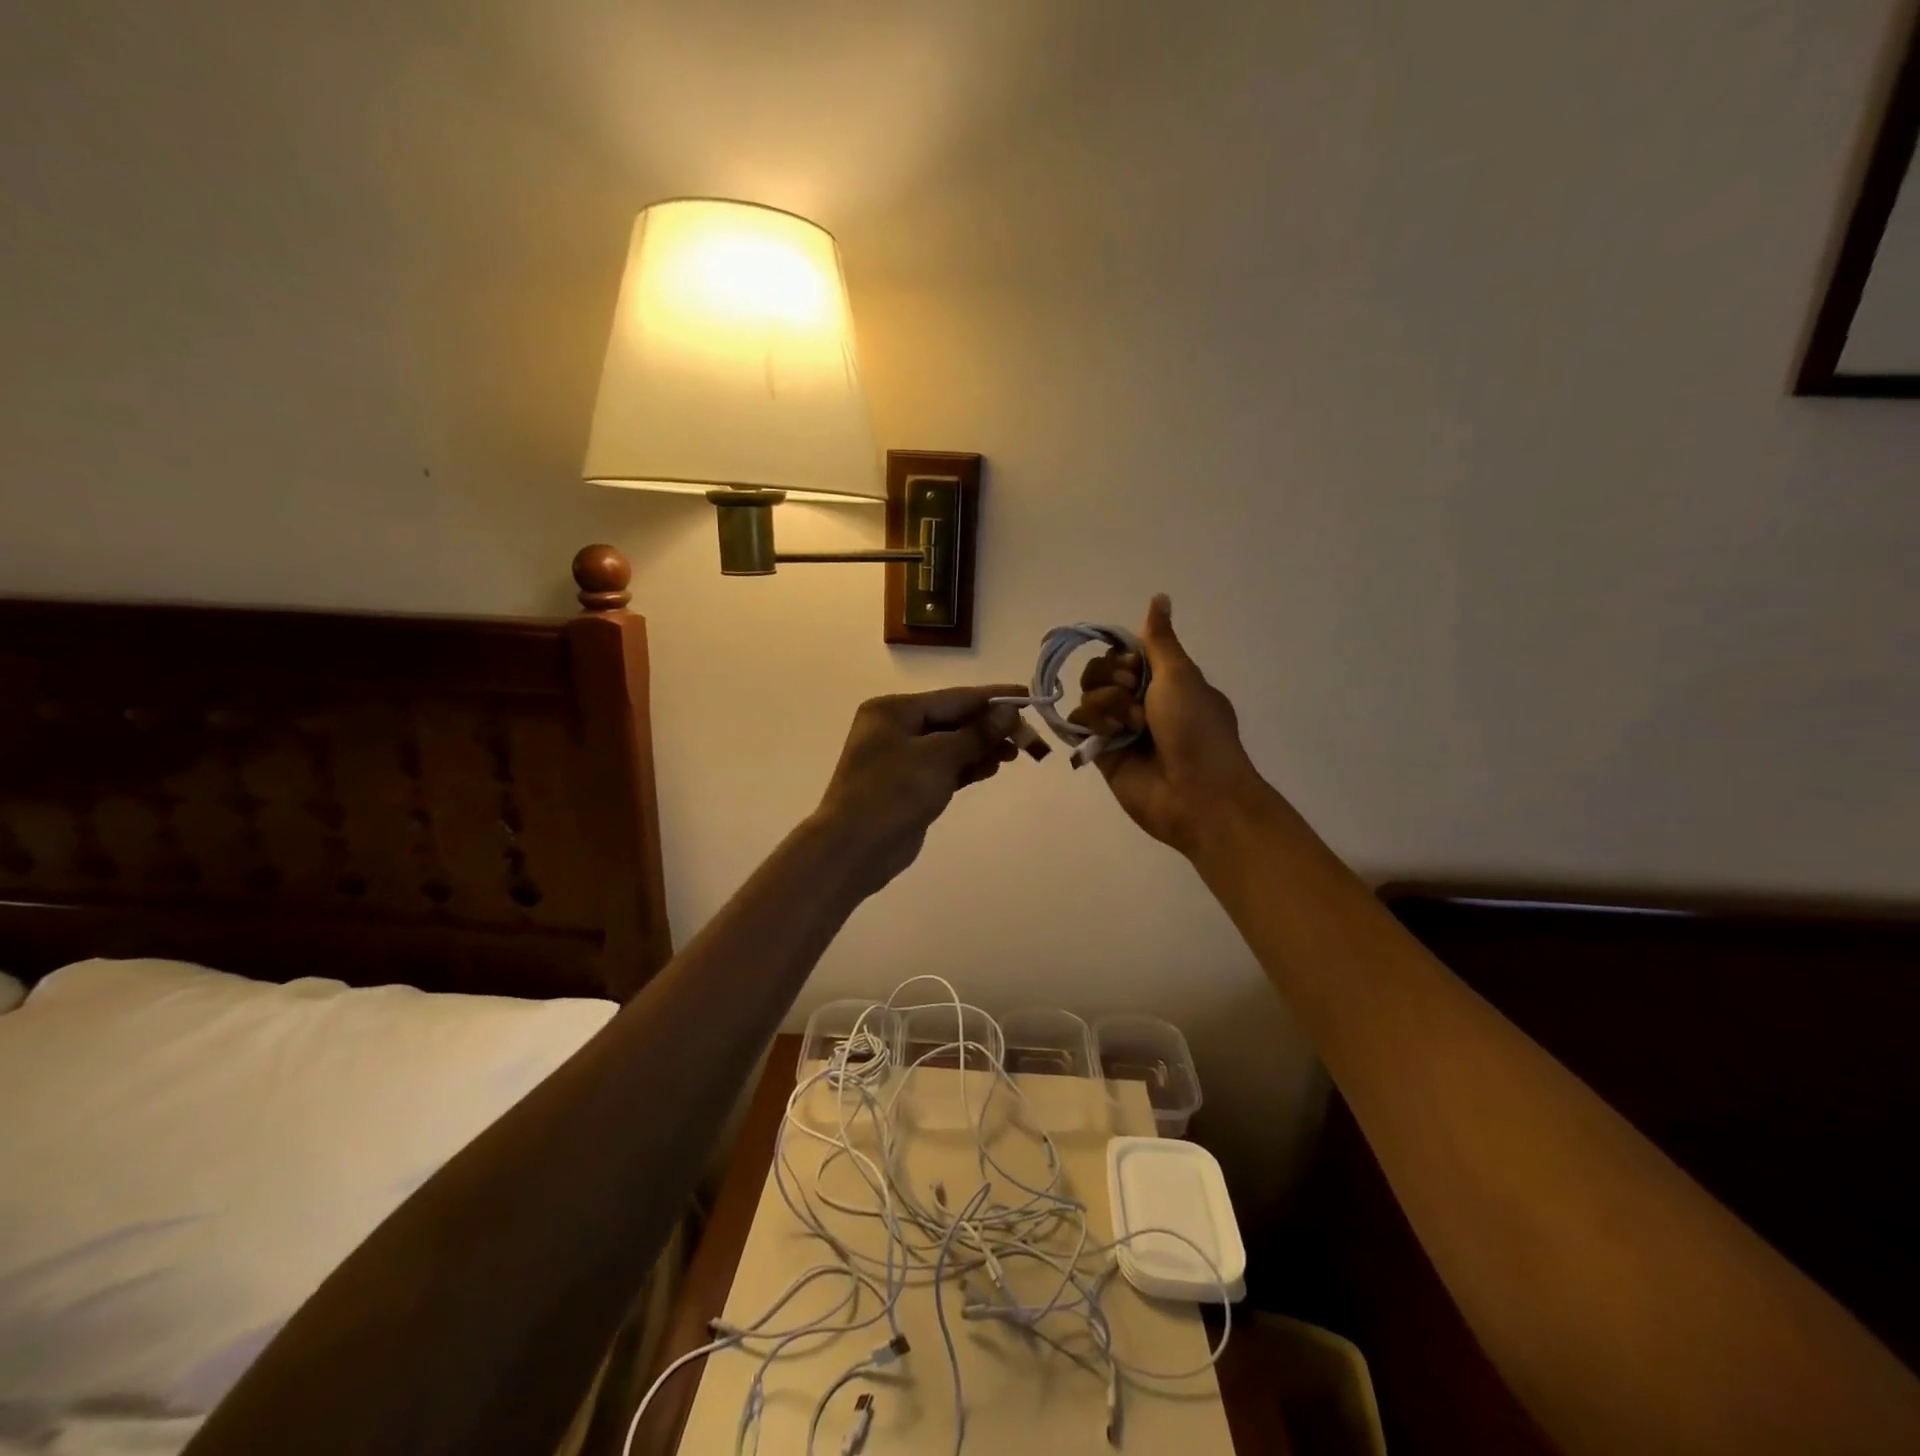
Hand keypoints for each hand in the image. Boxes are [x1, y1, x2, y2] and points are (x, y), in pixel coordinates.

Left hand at [814, 685, 1024, 891]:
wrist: (854, 849)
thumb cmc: (892, 793)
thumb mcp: (938, 758)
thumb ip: (976, 733)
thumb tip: (1008, 710)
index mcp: (893, 710)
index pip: (953, 698)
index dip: (992, 698)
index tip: (1027, 697)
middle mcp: (894, 727)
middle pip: (952, 720)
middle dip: (989, 728)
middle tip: (1027, 737)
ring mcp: (900, 758)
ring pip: (951, 745)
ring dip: (982, 748)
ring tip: (1015, 754)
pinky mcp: (908, 785)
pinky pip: (945, 767)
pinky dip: (967, 766)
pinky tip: (992, 768)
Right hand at [1069, 596, 1264, 855]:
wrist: (1196, 793)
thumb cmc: (1196, 729)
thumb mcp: (1181, 675)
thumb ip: (1159, 639)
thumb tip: (1159, 596)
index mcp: (1166, 681)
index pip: (1126, 654)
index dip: (1124, 657)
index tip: (1136, 667)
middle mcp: (1142, 702)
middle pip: (1102, 672)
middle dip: (1112, 679)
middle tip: (1134, 697)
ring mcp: (1121, 728)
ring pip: (1089, 697)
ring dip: (1106, 705)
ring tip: (1129, 727)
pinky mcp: (1103, 753)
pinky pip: (1080, 725)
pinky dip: (1091, 724)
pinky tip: (1109, 736)